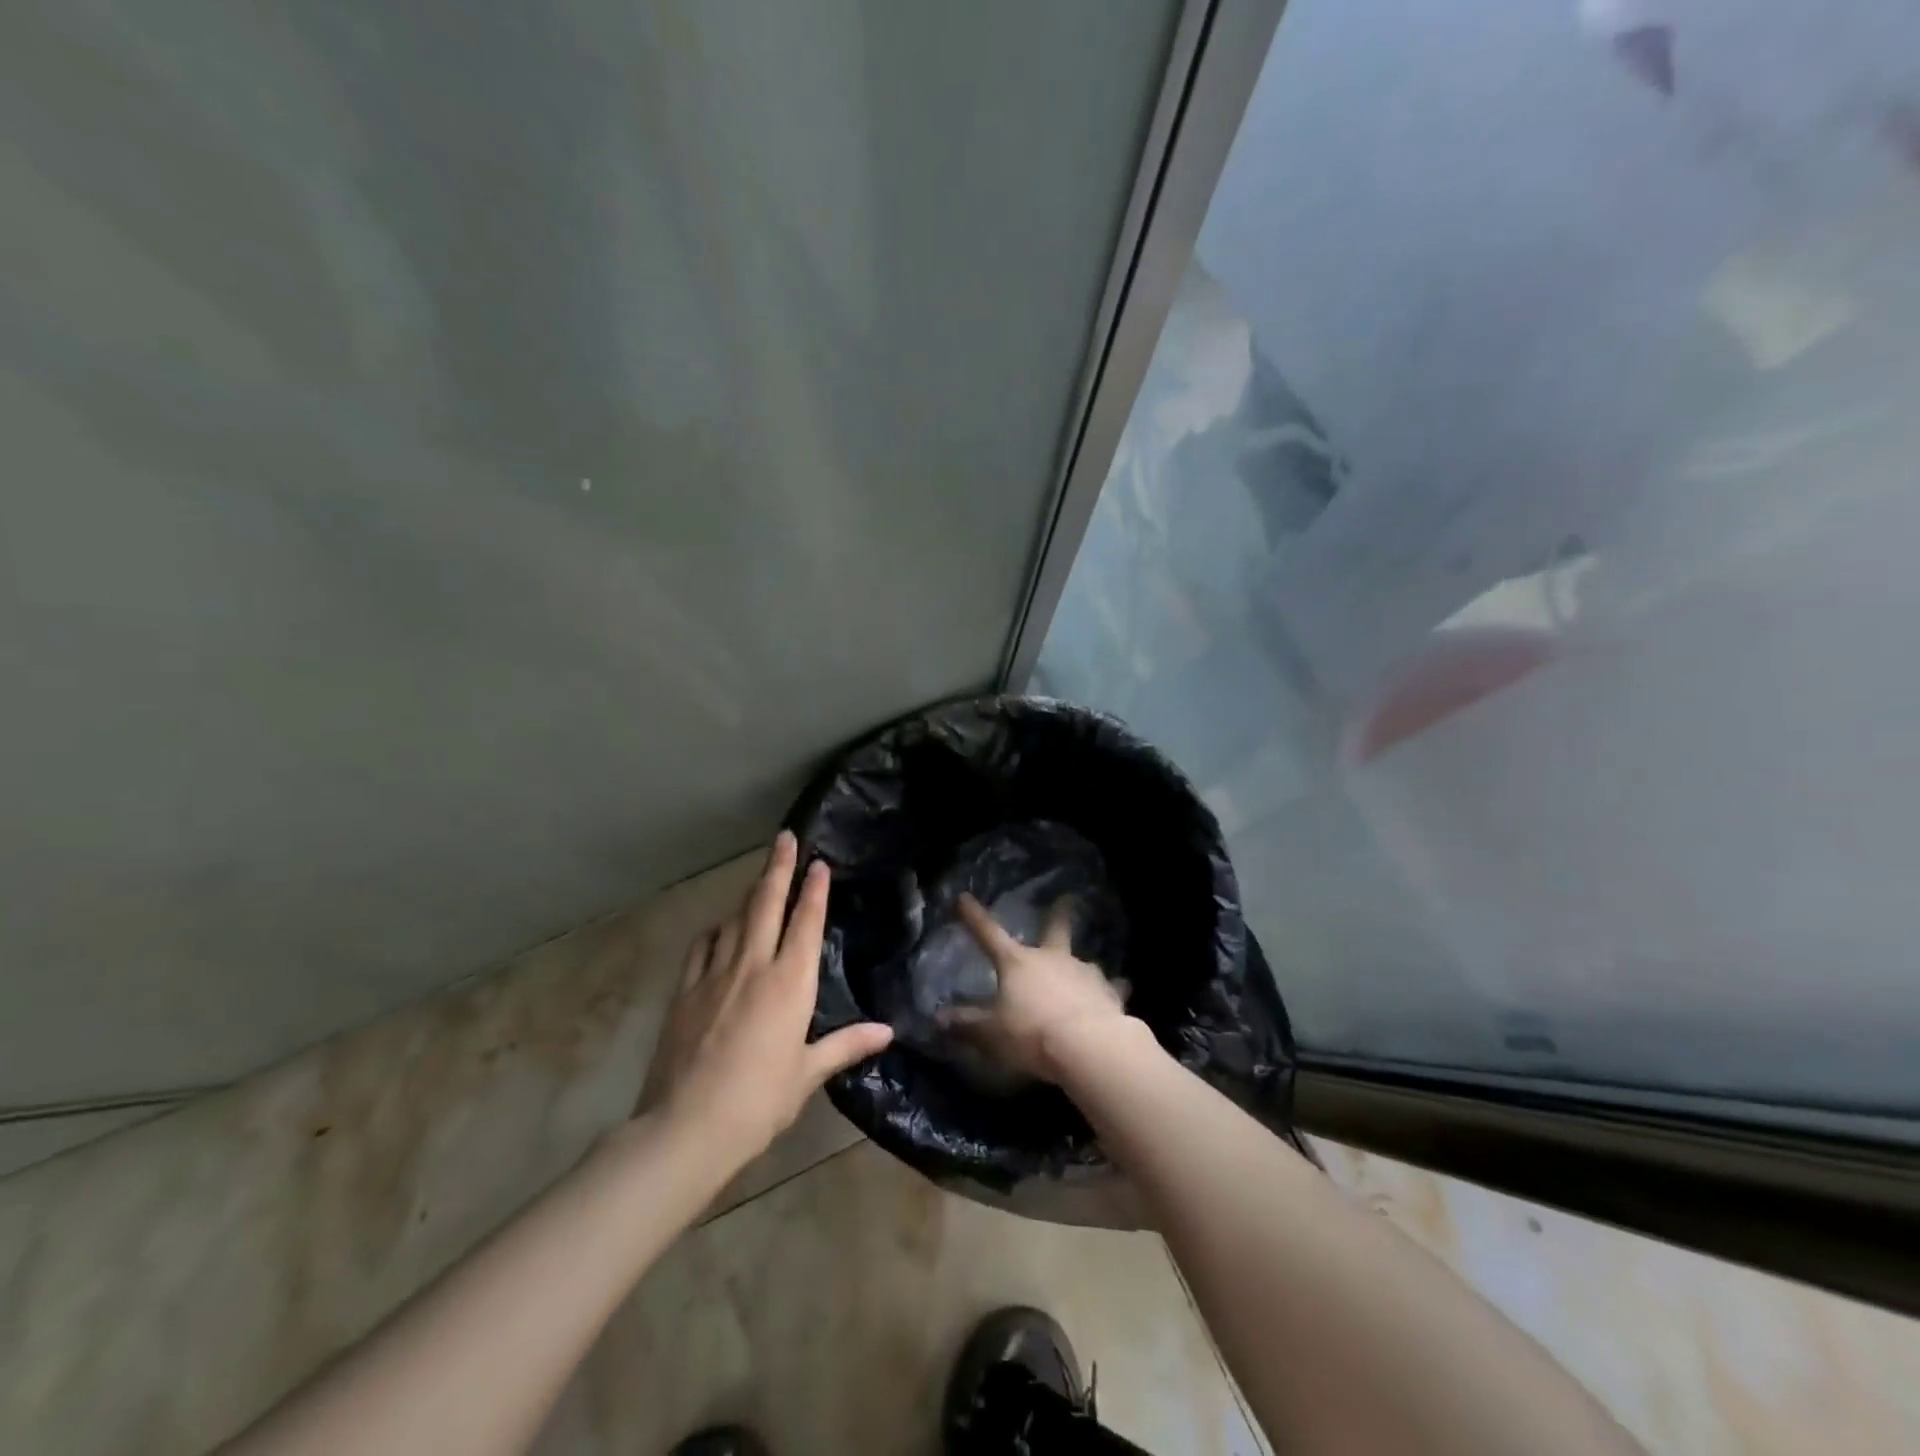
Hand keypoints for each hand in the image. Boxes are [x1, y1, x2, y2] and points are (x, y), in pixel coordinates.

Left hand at [637, 831, 892, 1166]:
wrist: (687, 1125)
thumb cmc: (760, 1100)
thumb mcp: (808, 1073)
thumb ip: (847, 1044)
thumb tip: (888, 1031)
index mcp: (790, 983)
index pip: (806, 922)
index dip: (814, 890)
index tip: (818, 863)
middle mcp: (753, 966)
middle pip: (767, 904)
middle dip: (779, 867)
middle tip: (785, 837)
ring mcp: (715, 974)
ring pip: (735, 919)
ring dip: (750, 895)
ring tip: (760, 879)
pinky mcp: (685, 990)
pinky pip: (703, 946)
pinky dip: (717, 930)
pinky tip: (721, 929)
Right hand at [947, 892, 1133, 1082]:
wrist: (1088, 1046)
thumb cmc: (1031, 1034)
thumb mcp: (990, 1033)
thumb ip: (966, 1024)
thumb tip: (939, 1018)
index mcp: (1017, 963)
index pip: (988, 934)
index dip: (974, 917)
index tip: (963, 897)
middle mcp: (1052, 958)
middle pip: (1055, 929)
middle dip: (1059, 914)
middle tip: (1068, 898)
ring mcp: (1084, 973)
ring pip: (1083, 961)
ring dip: (1081, 965)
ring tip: (1084, 971)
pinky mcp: (1110, 993)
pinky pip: (1111, 988)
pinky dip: (1112, 989)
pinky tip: (1120, 990)